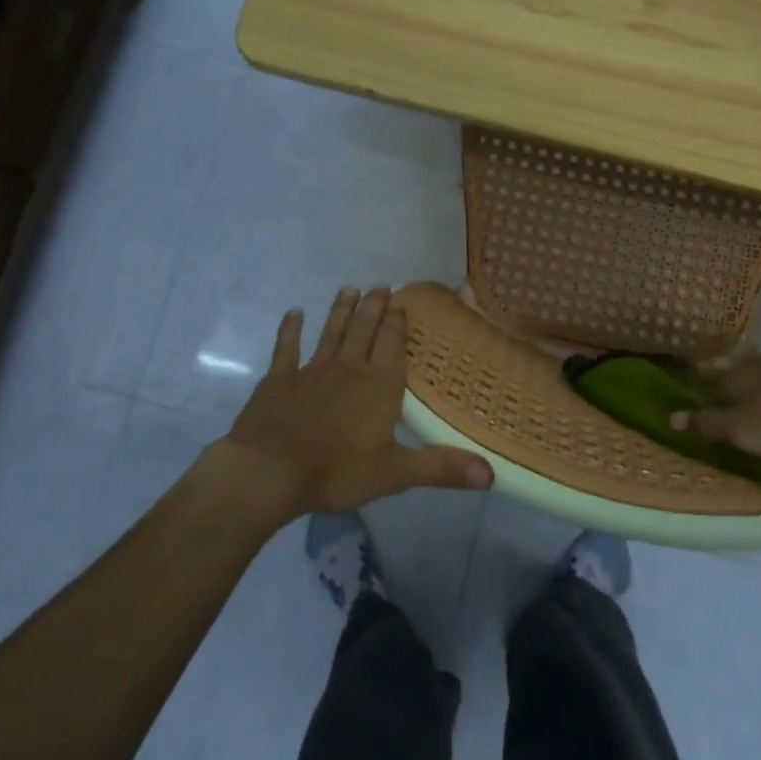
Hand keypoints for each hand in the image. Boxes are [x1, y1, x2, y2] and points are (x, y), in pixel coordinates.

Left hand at [203, 287, 491, 522]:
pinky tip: (293, 313)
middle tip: (380, 285)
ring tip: (348, 288)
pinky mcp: (278, 380)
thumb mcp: (396, 473)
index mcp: (379, 386)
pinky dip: (290, 330)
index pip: (392, 344)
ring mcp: (311, 371)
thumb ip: (442, 468)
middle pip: (364, 330)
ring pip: (331, 332)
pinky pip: (286, 349)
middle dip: (373, 307)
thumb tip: (492, 474)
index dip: (397, 322)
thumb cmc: (337, 471)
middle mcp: (349, 369)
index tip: (401, 301)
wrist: (269, 471)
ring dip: (340, 311)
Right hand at [668, 351, 760, 462]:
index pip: (712, 376)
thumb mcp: (747, 432)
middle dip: (722, 367)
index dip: (700, 378)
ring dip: (752, 366)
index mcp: (741, 378)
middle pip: (736, 364)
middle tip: (710, 368)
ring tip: (747, 371)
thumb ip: (709, 424)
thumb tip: (670, 416)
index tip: (690, 375)